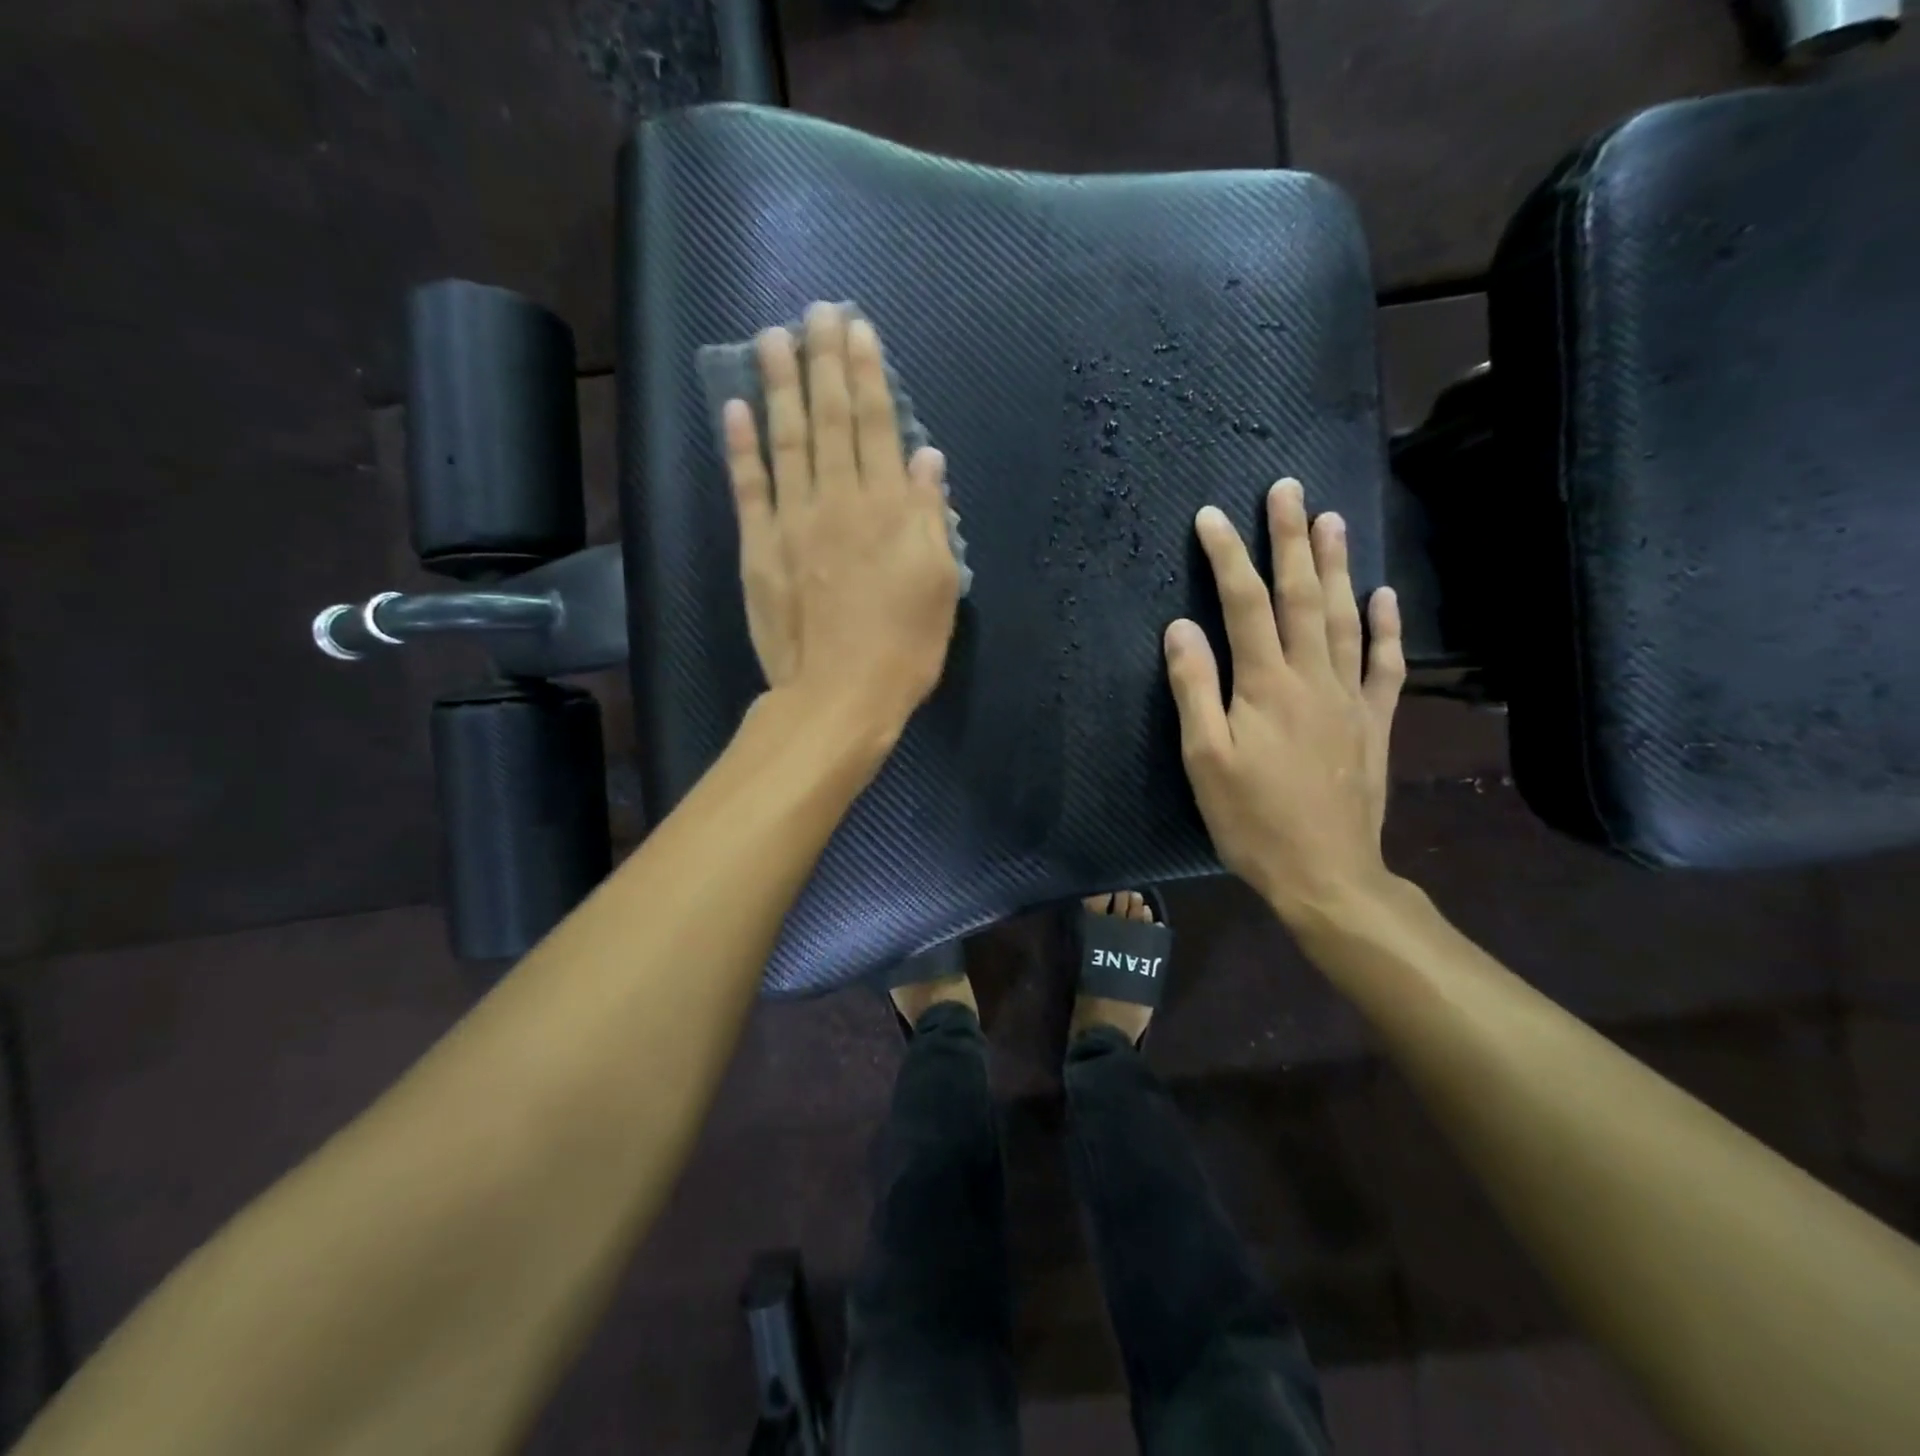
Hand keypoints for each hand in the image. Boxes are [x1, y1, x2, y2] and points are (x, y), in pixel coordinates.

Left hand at [723, 304, 960, 737]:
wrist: (841, 695)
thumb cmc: (905, 646)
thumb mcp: (940, 584)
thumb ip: (931, 517)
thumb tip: (928, 460)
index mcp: (889, 508)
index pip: (877, 425)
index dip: (868, 374)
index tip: (858, 330)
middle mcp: (839, 500)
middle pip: (830, 419)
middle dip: (824, 361)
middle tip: (816, 311)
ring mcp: (793, 522)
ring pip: (786, 439)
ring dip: (779, 384)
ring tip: (772, 337)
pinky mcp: (759, 549)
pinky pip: (748, 487)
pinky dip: (740, 446)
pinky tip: (735, 406)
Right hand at [1164, 479, 1405, 922]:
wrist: (1327, 873)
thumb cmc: (1252, 820)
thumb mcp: (1204, 760)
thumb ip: (1194, 689)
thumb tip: (1180, 627)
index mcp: (1265, 685)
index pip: (1244, 604)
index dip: (1226, 557)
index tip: (1210, 516)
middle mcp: (1312, 678)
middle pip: (1302, 596)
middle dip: (1291, 539)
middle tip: (1287, 488)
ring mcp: (1350, 697)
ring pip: (1345, 617)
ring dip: (1337, 566)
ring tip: (1332, 520)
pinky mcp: (1373, 722)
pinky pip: (1383, 664)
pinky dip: (1385, 626)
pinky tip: (1383, 596)